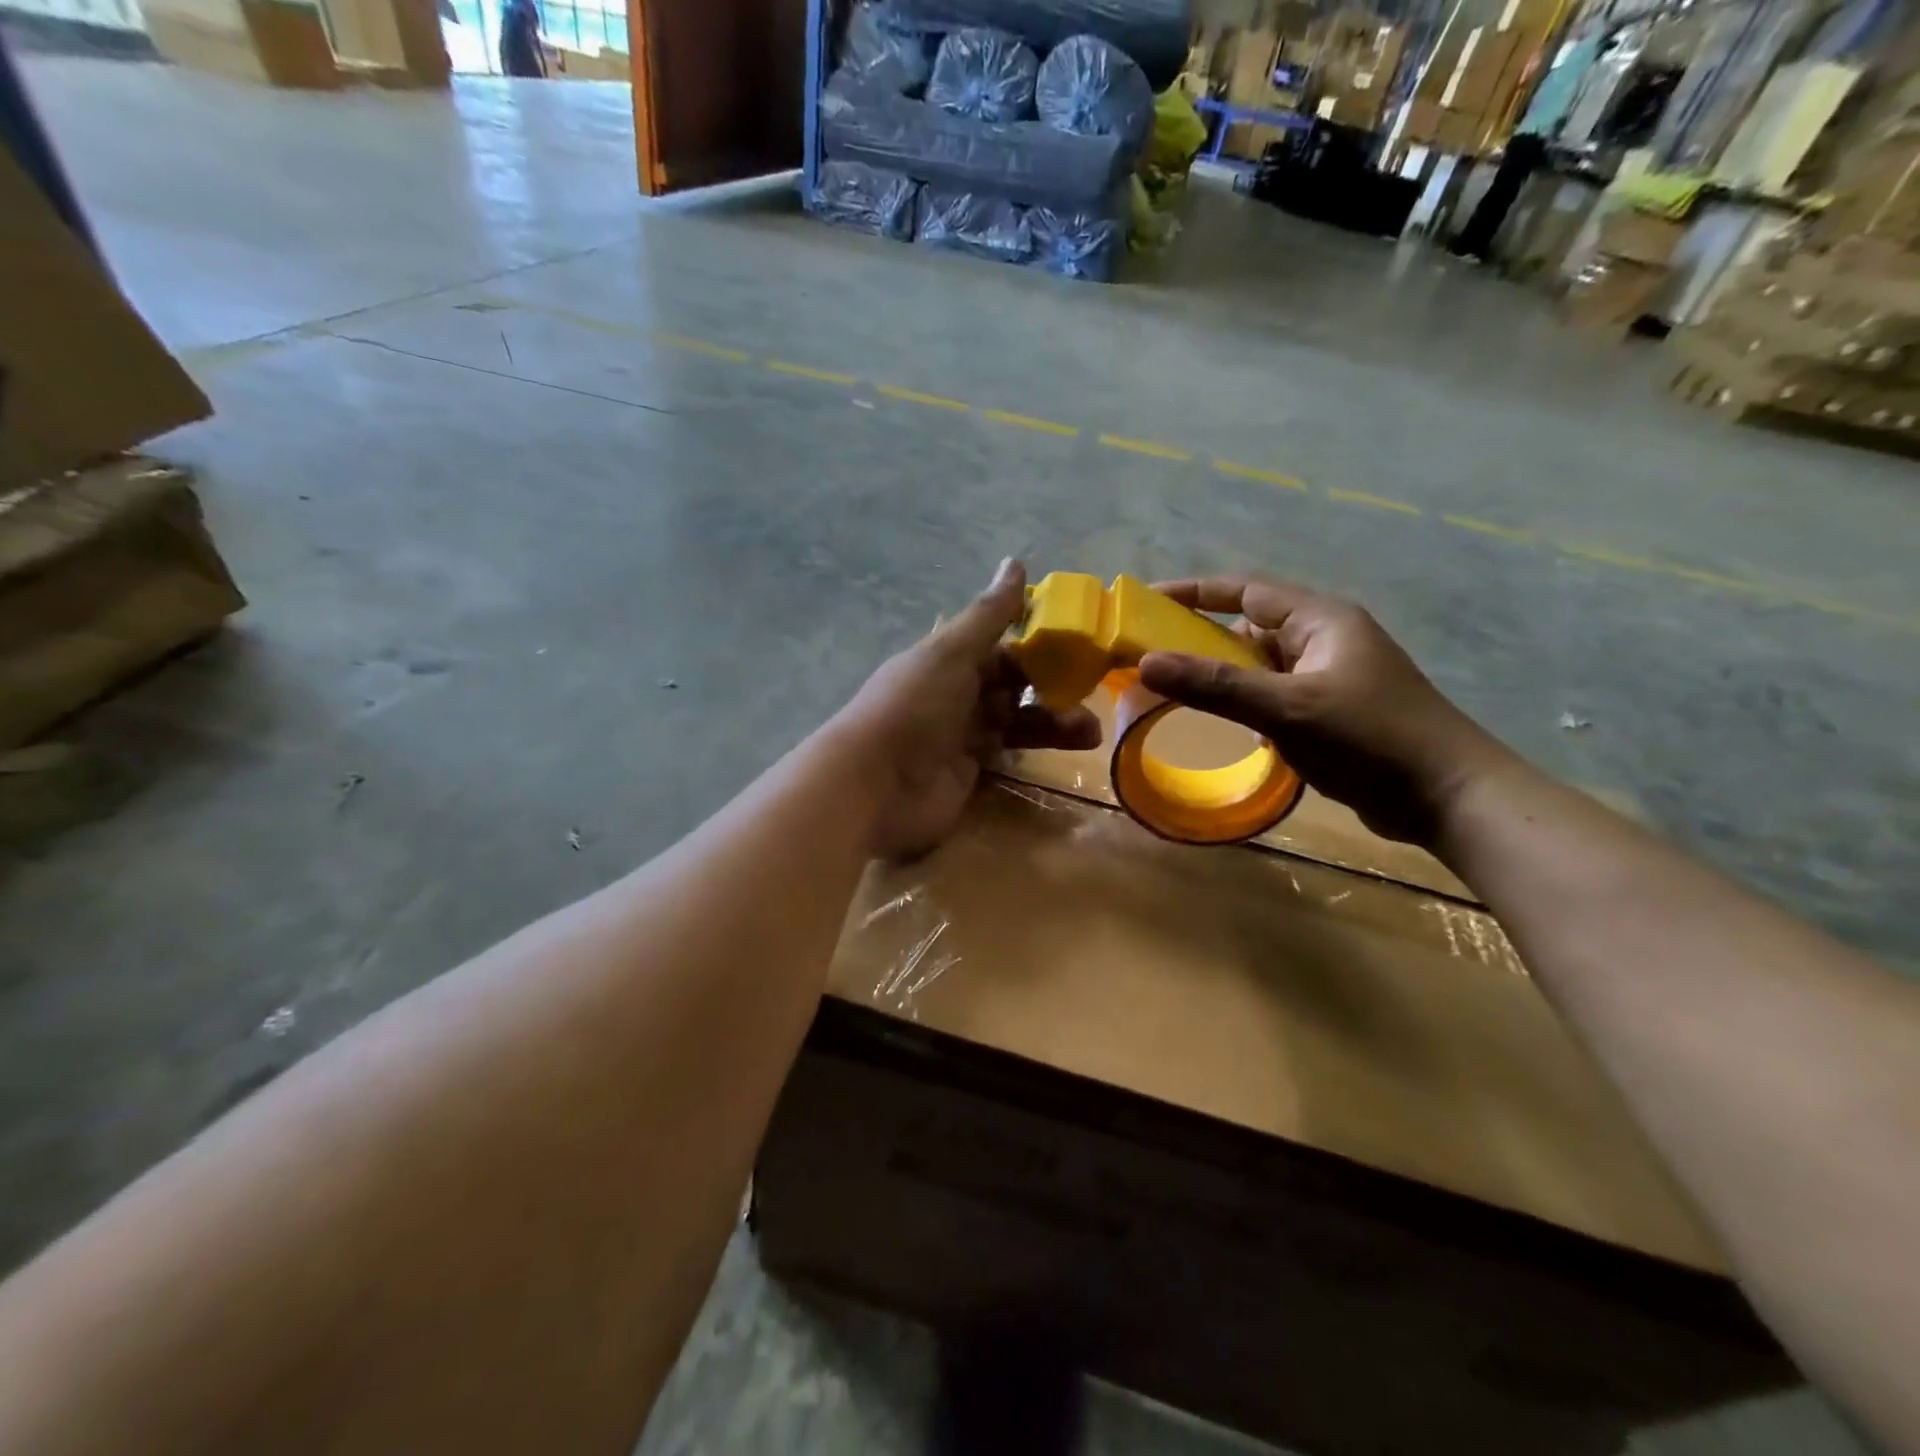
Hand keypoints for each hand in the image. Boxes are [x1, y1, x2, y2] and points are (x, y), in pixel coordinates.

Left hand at [832, 560, 1100, 859]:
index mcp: (949, 660)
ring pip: (1018, 721)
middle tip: (1094, 691)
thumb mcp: (951, 653)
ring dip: (1055, 722)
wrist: (875, 785)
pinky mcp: (971, 774)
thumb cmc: (914, 707)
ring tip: (1091, 731)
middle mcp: (957, 695)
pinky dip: (1040, 752)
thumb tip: (1016, 562)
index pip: (1001, 646)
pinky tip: (1072, 751)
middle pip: (1014, 685)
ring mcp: (963, 737)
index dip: (1038, 643)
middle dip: (1053, 686)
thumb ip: (988, 615)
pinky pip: (1011, 755)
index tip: (1081, 643)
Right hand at [1137, 577, 1514, 845]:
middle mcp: (1324, 639)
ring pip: (1261, 665)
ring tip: (1176, 692)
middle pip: (1249, 626)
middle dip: (1202, 639)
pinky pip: (1275, 694)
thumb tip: (1146, 662)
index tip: (1147, 601)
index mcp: (1320, 619)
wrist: (1449, 796)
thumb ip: (1215, 685)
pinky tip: (1227, 726)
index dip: (1194, 592)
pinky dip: (1246, 702)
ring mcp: (1330, 676)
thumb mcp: (1286, 709)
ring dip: (1224, 676)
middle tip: (1152, 657)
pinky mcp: (1332, 710)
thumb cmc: (1370, 739)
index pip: (1245, 589)